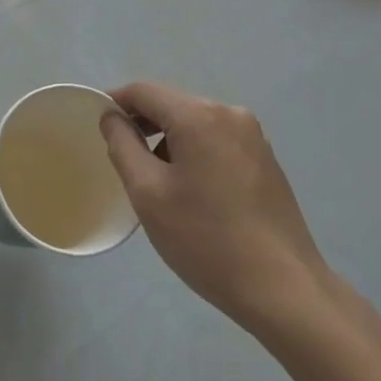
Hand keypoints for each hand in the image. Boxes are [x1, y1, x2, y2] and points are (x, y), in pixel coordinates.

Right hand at [100, 81, 328, 334]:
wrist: (282, 288)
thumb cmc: (205, 239)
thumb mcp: (148, 193)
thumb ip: (122, 145)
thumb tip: (112, 116)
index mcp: (199, 116)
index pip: (145, 91)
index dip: (115, 102)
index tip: (97, 126)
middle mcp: (230, 114)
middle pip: (172, 104)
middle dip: (143, 124)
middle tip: (122, 160)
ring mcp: (253, 136)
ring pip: (195, 124)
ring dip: (168, 141)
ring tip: (156, 183)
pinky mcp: (265, 159)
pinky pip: (217, 141)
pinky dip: (194, 153)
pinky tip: (191, 192)